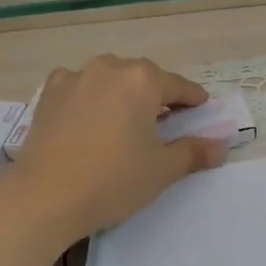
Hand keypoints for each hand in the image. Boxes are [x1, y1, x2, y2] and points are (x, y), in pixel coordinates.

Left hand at [0, 56, 226, 265]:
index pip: (178, 87)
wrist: (44, 197)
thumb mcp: (162, 170)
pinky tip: (90, 116)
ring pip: (109, 78)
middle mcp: (109, 68)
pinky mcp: (48, 94)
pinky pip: (79, 87)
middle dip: (157, 95)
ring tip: (127, 118)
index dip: (194, 100)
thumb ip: (194, 152)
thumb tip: (221, 146)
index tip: (202, 110)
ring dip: (123, 93)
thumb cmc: (112, 180)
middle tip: (167, 120)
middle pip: (143, 77)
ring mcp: (74, 78)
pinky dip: (90, 96)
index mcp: (142, 80)